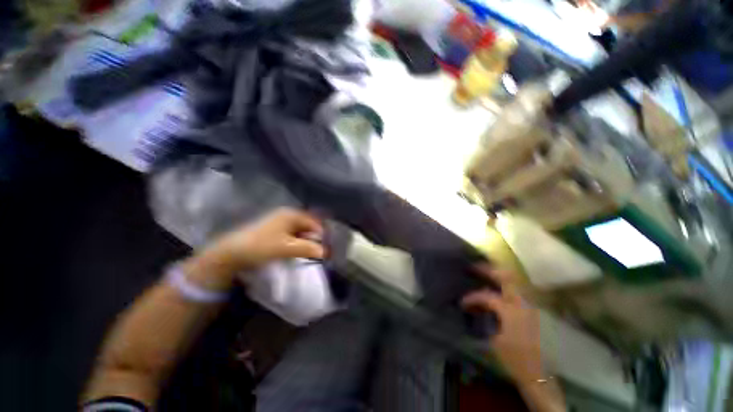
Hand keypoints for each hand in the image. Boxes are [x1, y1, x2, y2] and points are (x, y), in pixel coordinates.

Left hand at [201, 208, 325, 275]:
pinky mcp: (274, 230)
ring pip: (300, 231)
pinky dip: (296, 242)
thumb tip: (325, 252)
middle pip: (307, 226)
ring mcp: (279, 222)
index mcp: (291, 214)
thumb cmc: (262, 246)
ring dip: (305, 241)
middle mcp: (287, 215)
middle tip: (316, 251)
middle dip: (313, 238)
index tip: (324, 248)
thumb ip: (307, 248)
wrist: (232, 253)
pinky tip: (295, 251)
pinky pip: (292, 235)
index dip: (320, 235)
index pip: (314, 222)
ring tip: (306, 253)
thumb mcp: (287, 248)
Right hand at [461, 265, 544, 384]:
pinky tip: (499, 287)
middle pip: (507, 278)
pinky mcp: (533, 312)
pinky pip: (518, 291)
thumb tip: (478, 307)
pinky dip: (507, 285)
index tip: (462, 302)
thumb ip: (486, 318)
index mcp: (511, 311)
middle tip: (475, 266)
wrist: (539, 374)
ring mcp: (530, 306)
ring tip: (486, 272)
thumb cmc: (515, 359)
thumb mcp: (495, 340)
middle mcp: (522, 304)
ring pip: (515, 282)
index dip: (472, 297)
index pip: (487, 296)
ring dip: (499, 275)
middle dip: (489, 270)